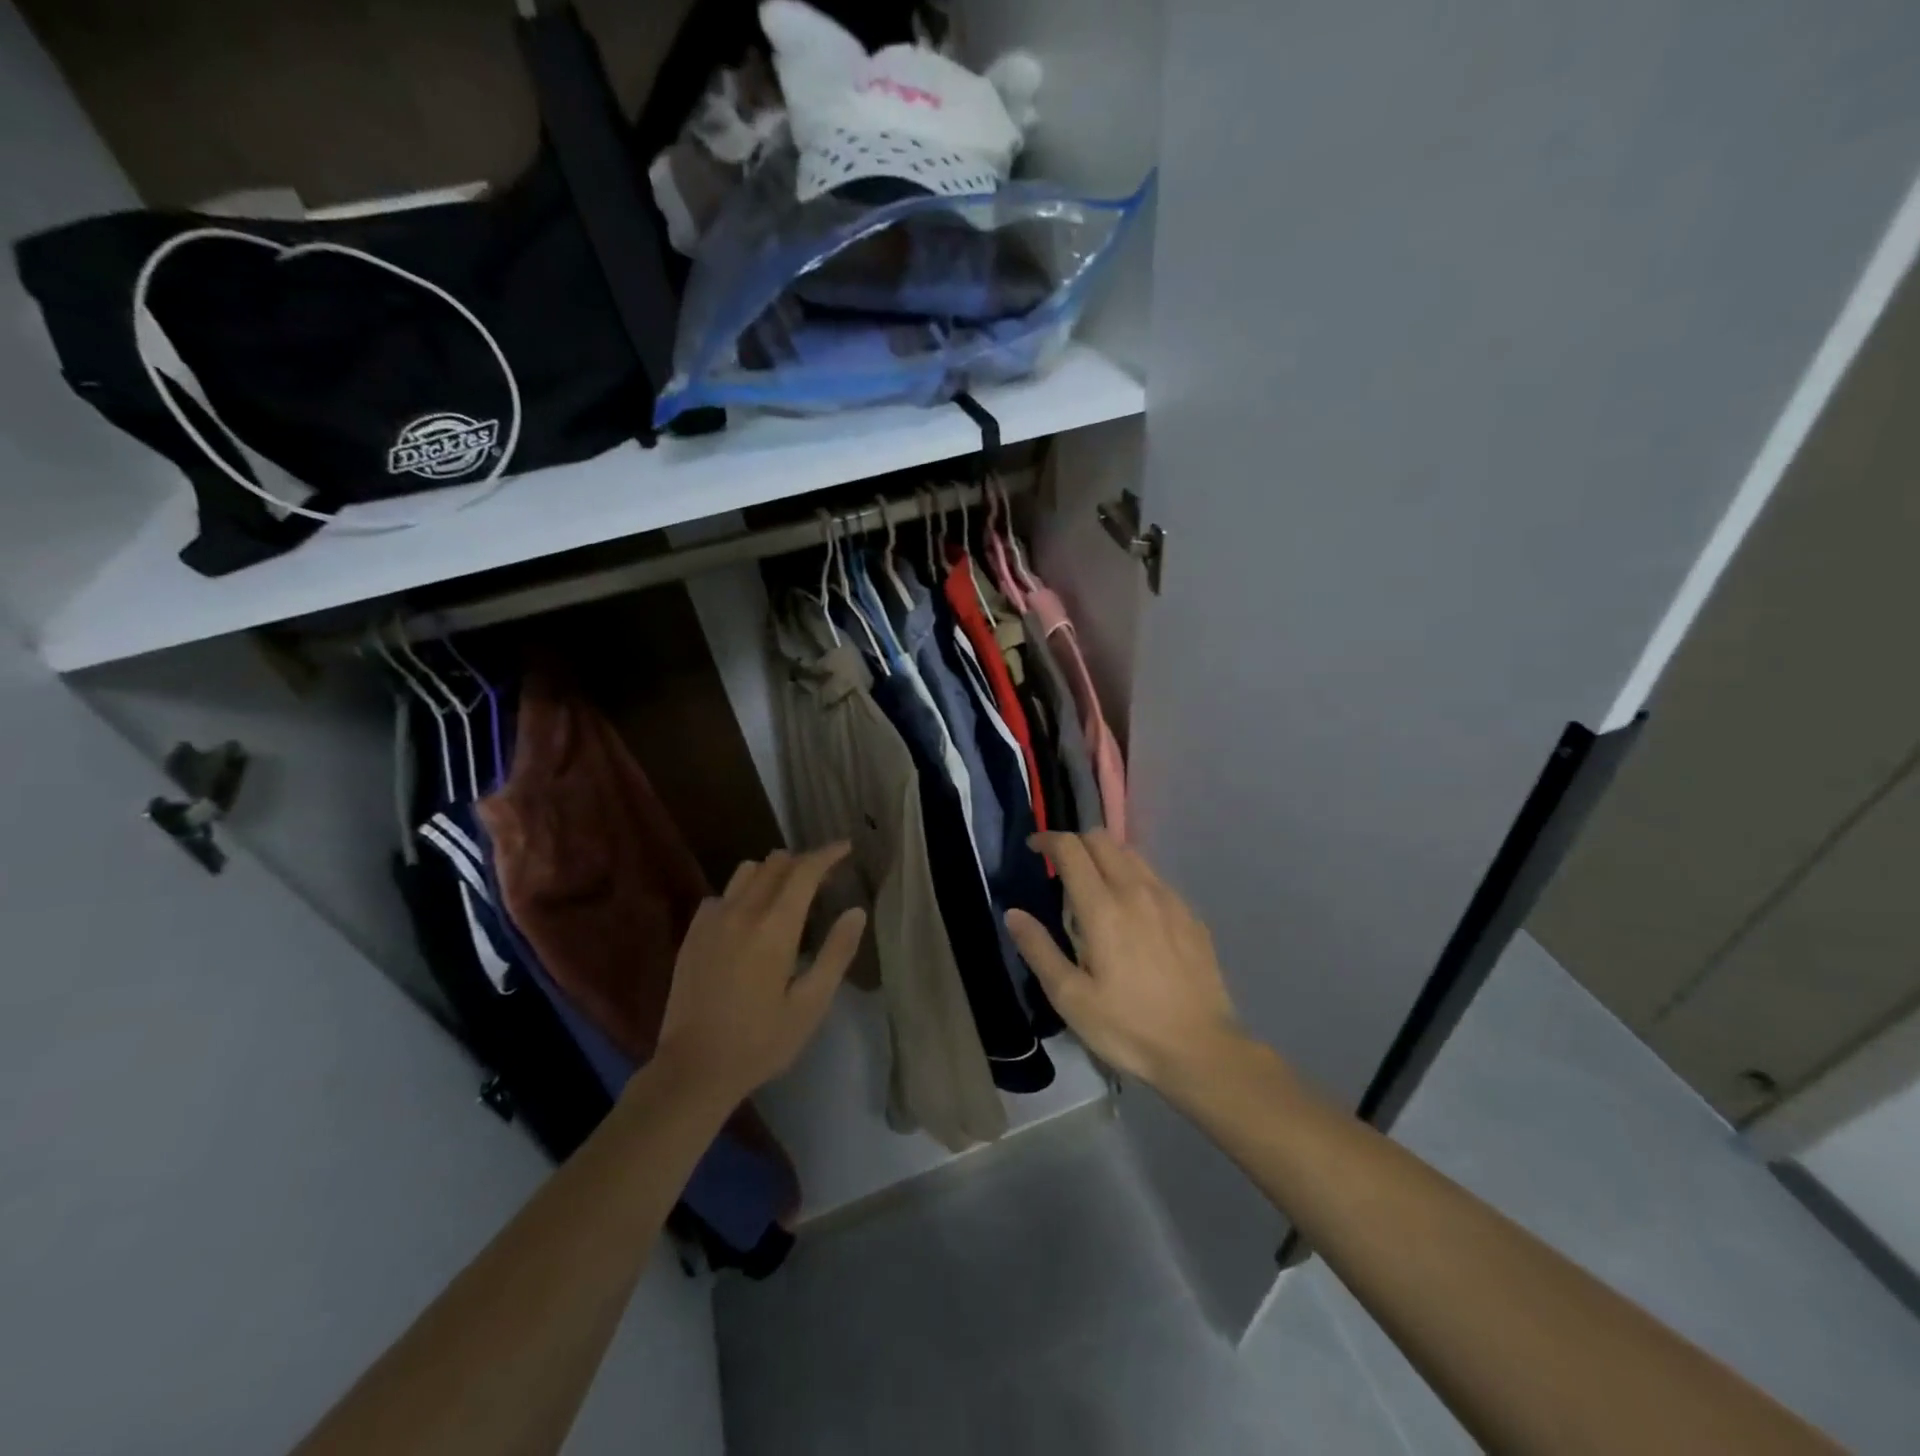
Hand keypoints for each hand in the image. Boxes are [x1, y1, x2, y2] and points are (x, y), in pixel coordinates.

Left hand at [655, 845, 865, 1106]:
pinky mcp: (693, 934)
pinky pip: (722, 894)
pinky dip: (743, 893)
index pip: (804, 871)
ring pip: (746, 872)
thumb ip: (836, 953)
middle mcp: (741, 912)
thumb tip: (856, 911)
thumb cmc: (761, 1042)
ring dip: (772, 872)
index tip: (846, 847)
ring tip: (788, 894)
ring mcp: (711, 920)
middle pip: (775, 863)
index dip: (827, 854)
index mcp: (774, 928)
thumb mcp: (811, 1005)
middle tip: (824, 879)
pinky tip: (749, 919)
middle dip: (803, 862)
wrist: (693, 1070)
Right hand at [1006, 831, 1241, 1089]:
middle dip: (1076, 843)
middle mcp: (1137, 891)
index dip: (1048, 840)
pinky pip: (1155, 878)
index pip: (1071, 849)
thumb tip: (1013, 914)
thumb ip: (1039, 950)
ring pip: (1131, 854)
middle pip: (1102, 840)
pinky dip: (1134, 878)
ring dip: (1106, 857)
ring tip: (1095, 888)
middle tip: (1061, 869)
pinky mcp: (1191, 915)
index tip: (1034, 849)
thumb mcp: (1071, 998)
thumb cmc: (1128, 1027)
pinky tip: (1133, 913)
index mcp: (1102, 908)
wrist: (1202, 1050)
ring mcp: (1169, 900)